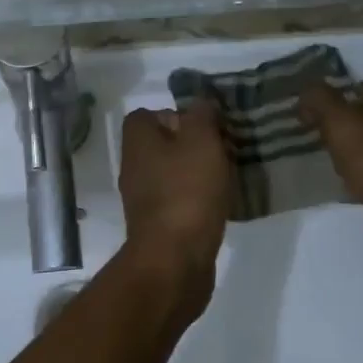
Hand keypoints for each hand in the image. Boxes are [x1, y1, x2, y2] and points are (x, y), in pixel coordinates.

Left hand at [117, 105, 231, 313]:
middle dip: (193, 144)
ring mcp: (143, 199)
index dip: (175, 114)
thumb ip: (201, 115)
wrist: (174, 260)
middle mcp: (134, 167)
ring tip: (228, 176)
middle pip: (162, 144)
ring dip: (198, 172)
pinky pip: (179, 201)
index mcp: (138, 142)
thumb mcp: (201, 141)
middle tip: (224, 149)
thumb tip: (200, 103)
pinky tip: (221, 205)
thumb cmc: (187, 192)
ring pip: (172, 173)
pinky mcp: (157, 226)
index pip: (146, 115)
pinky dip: (197, 199)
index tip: (204, 125)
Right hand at [298, 81, 362, 239]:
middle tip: (317, 139)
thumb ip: (320, 100)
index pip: (360, 88)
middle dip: (344, 126)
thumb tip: (307, 92)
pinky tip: (355, 188)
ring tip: (333, 165)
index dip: (334, 97)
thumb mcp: (339, 121)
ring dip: (356, 152)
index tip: (310, 114)